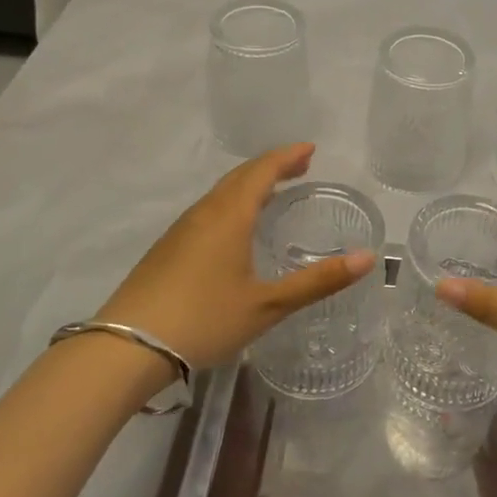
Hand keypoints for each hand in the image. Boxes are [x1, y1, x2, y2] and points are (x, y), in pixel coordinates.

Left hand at [94, 144, 375, 373]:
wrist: (127, 347)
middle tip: (299, 165)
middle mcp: (205, 213)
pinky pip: (208, 210)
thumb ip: (319, 281)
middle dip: (272, 166)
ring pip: (221, 193)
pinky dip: (232, 203)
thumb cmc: (204, 319)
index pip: (262, 171)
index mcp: (230, 216)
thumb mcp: (268, 304)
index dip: (287, 157)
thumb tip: (368, 258)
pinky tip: (235, 227)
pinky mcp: (167, 248)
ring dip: (250, 184)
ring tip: (273, 191)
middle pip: (240, 176)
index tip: (310, 149)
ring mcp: (181, 230)